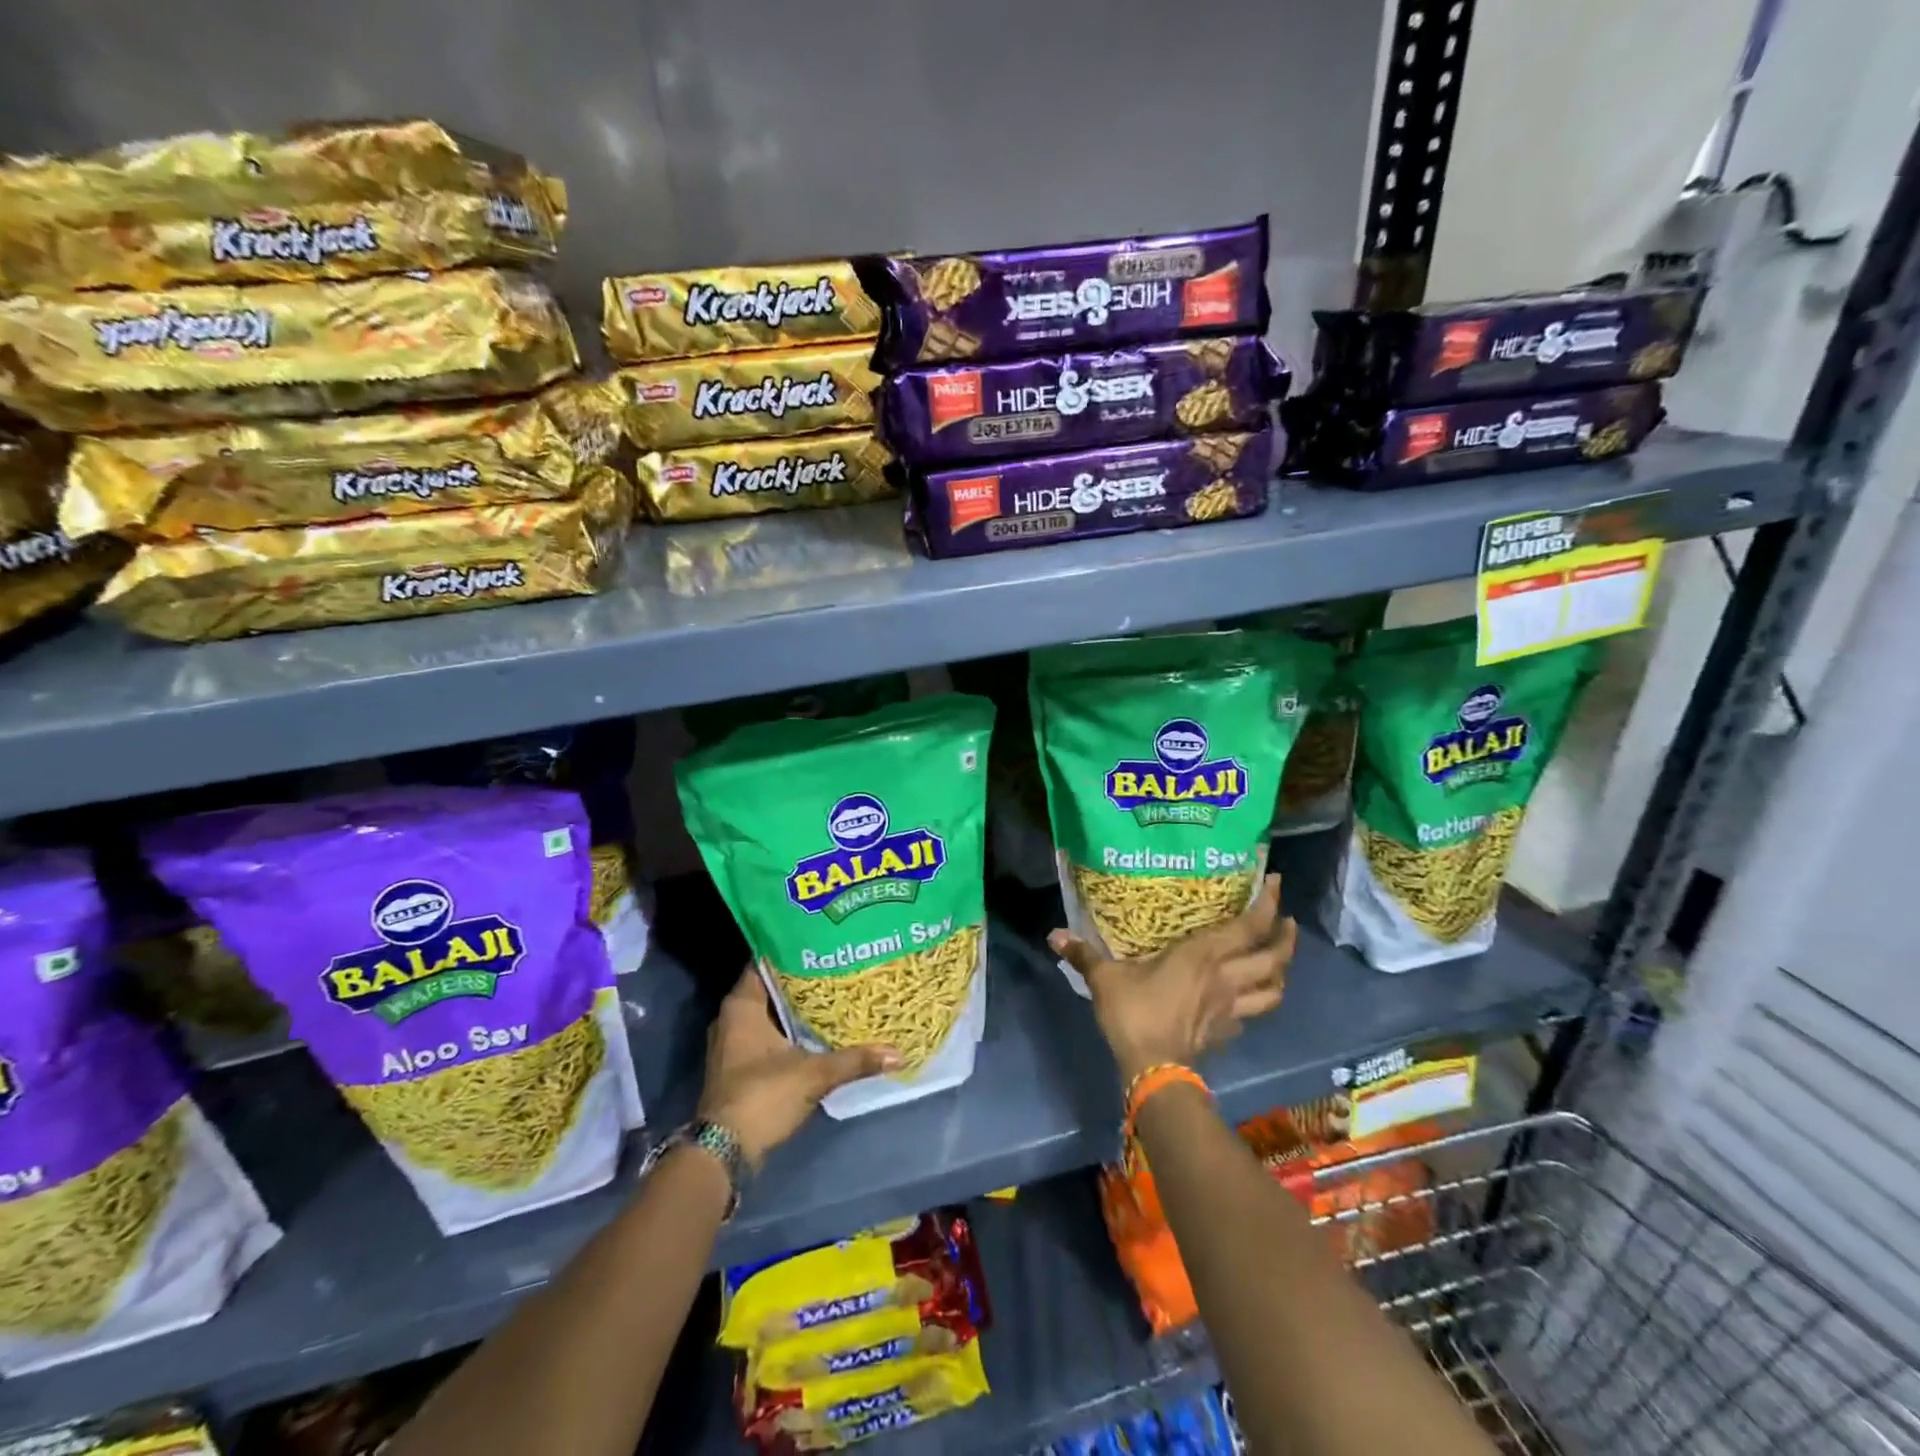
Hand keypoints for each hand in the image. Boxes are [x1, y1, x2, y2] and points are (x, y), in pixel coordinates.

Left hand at [697, 967, 900, 1167]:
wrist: (724, 1153)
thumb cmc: (762, 1096)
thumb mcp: (814, 1074)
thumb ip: (854, 1060)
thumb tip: (897, 1053)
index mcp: (742, 1005)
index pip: (766, 962)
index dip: (793, 950)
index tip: (823, 941)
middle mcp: (732, 1018)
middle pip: (771, 987)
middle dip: (801, 979)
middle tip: (837, 965)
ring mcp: (733, 1043)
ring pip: (770, 1013)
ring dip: (796, 1007)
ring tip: (834, 992)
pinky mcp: (739, 1066)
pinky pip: (767, 1034)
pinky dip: (790, 1030)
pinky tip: (818, 1028)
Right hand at [1050, 873, 1294, 1083]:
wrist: (1153, 1071)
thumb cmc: (1135, 1013)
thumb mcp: (1104, 978)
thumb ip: (1083, 954)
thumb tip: (1053, 935)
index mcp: (1204, 955)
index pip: (1250, 926)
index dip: (1268, 903)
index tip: (1275, 882)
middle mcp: (1226, 978)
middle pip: (1274, 958)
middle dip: (1285, 937)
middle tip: (1285, 920)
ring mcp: (1231, 1008)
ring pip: (1274, 990)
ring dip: (1281, 972)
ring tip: (1277, 960)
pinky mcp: (1227, 1033)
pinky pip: (1251, 1014)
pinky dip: (1255, 1003)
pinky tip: (1245, 1001)